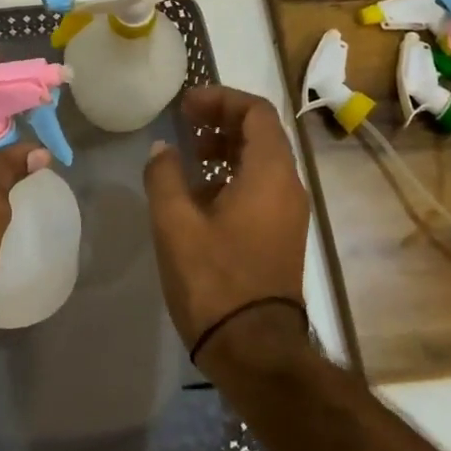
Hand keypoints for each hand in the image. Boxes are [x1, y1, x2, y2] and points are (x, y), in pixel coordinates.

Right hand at [143, 86, 310, 361]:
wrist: (255, 351)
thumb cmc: (214, 279)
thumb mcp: (175, 223)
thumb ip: (165, 176)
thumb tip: (162, 149)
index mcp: (270, 173)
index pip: (256, 112)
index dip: (221, 99)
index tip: (186, 105)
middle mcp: (288, 186)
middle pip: (261, 133)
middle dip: (222, 120)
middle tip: (185, 123)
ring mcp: (288, 213)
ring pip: (261, 161)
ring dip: (226, 148)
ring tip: (189, 156)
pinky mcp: (281, 235)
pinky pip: (261, 187)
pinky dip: (232, 176)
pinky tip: (199, 195)